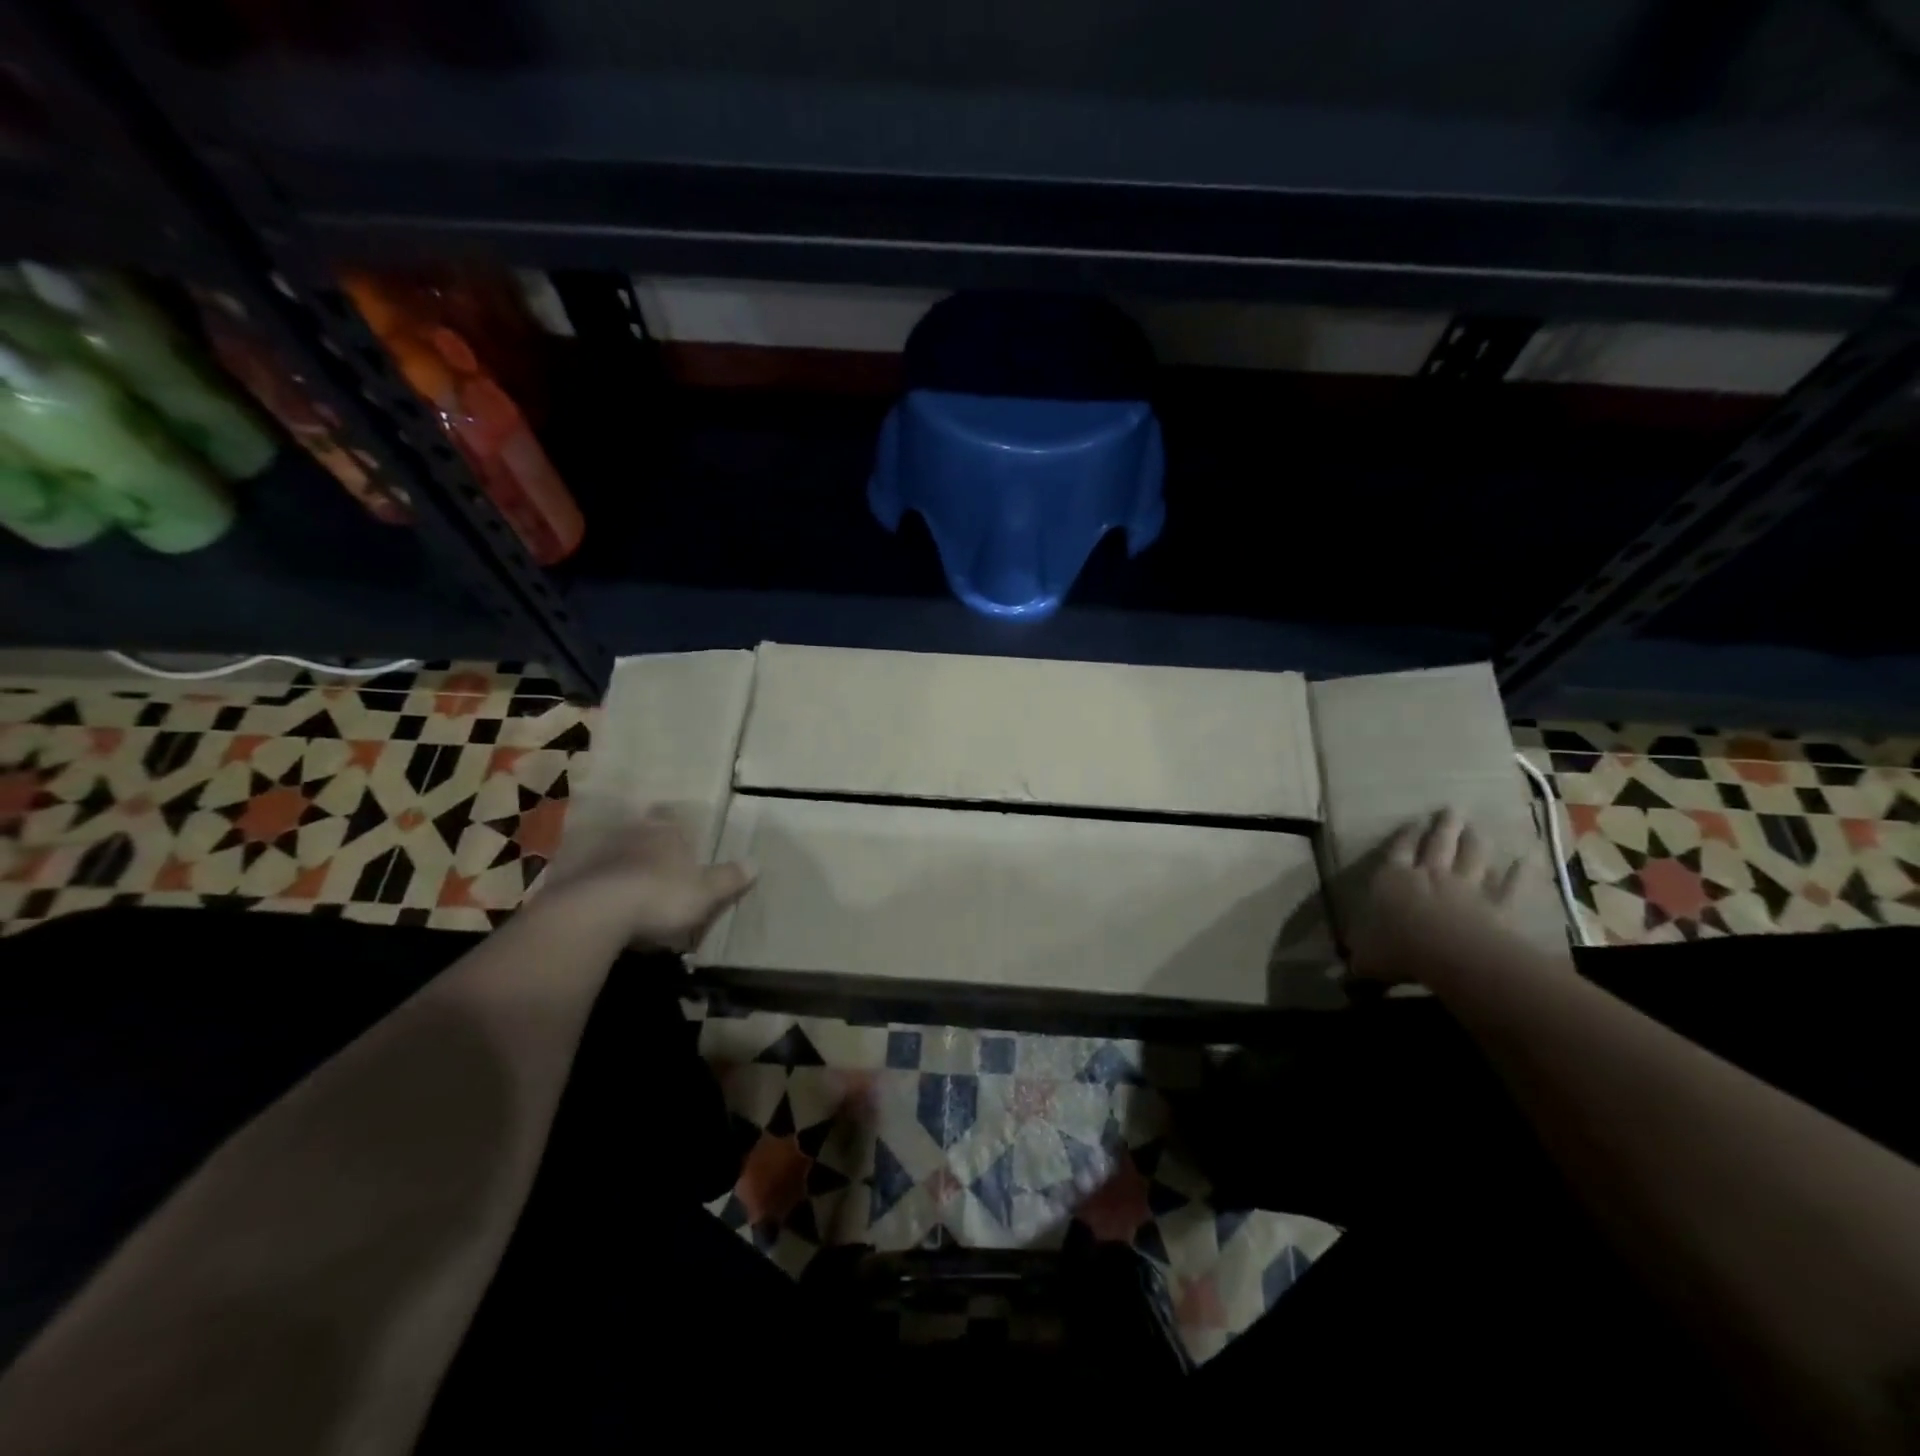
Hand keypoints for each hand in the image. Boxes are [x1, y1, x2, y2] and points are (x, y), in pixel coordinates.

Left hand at [537, 808, 754, 950]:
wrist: (595, 914)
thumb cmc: (661, 896)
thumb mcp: (706, 892)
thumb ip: (728, 878)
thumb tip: (756, 863)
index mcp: (666, 833)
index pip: (671, 817)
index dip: (673, 822)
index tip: (675, 827)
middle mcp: (631, 834)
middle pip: (639, 829)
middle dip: (644, 838)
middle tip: (650, 853)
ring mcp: (596, 854)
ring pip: (610, 849)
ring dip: (615, 860)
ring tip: (623, 878)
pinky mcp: (569, 877)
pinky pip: (583, 875)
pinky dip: (590, 882)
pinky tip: (594, 898)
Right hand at [1349, 808, 1538, 988]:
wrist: (1450, 954)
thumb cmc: (1398, 948)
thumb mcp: (1367, 958)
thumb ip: (1359, 959)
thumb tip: (1342, 972)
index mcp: (1393, 880)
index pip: (1397, 852)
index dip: (1404, 837)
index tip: (1412, 823)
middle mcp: (1429, 876)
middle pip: (1437, 845)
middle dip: (1442, 827)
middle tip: (1450, 810)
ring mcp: (1466, 888)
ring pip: (1472, 858)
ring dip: (1475, 842)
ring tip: (1477, 828)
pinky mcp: (1497, 906)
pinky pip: (1510, 886)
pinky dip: (1519, 873)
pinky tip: (1527, 860)